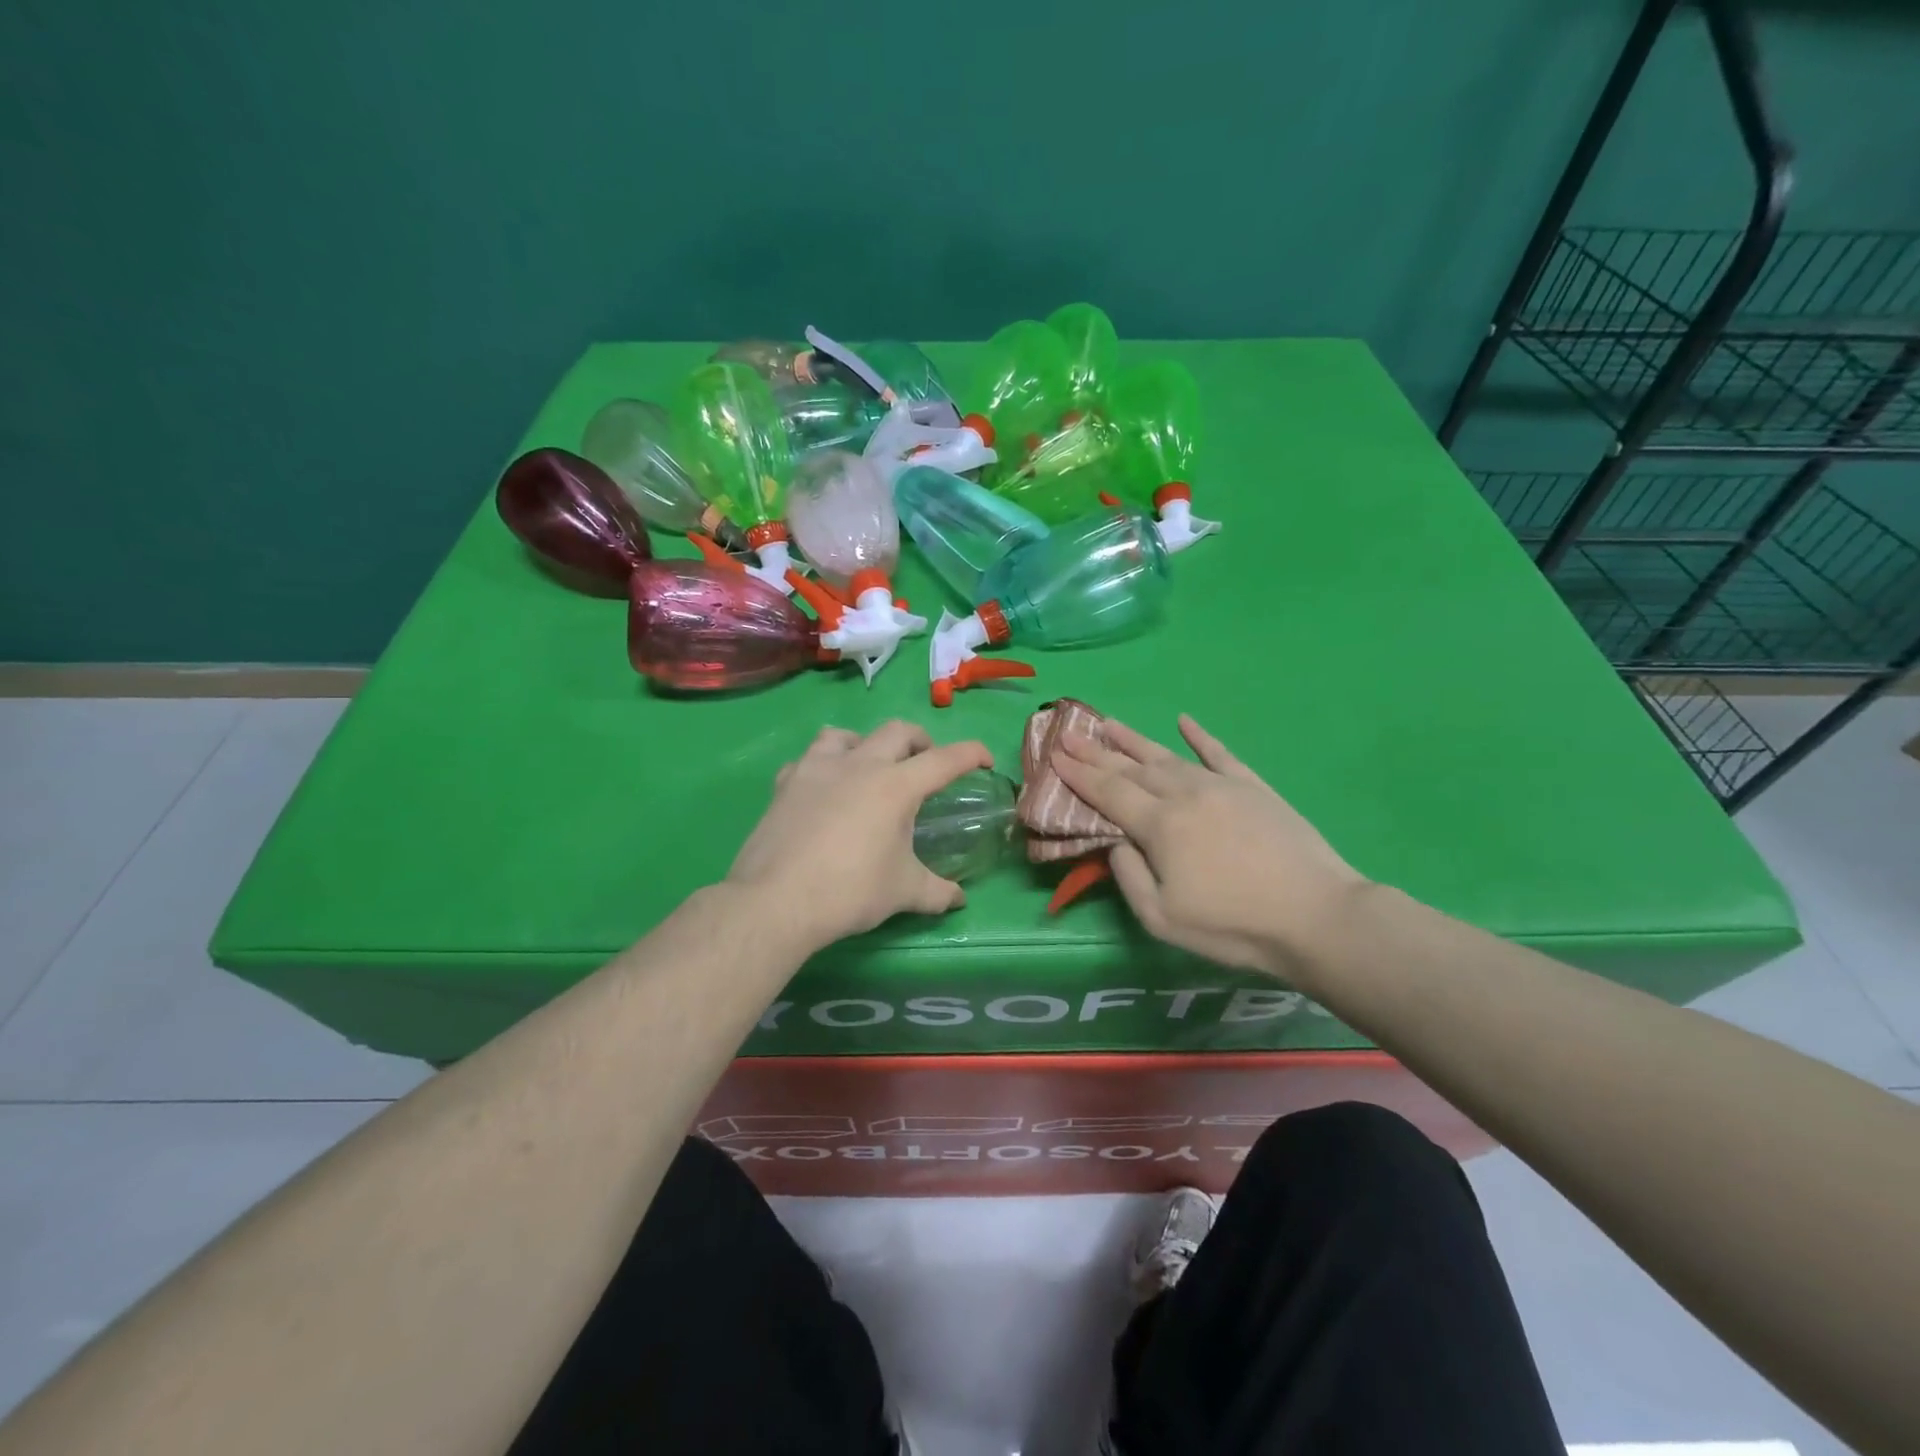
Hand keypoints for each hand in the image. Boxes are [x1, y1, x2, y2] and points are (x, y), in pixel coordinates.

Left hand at [728, 721, 991, 950]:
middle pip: (898, 731)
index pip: (945, 759)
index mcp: (896, 786)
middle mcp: (860, 765)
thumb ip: (937, 892)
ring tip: (869, 767)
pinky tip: (823, 789)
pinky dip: (824, 766)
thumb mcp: (904, 893)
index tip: (984, 760)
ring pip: (847, 734)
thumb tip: (959, 900)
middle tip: (926, 764)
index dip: (971, 754)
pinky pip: (809, 759)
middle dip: (920, 741)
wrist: (777, 900)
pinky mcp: (786, 783)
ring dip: (866, 744)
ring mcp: (818, 768)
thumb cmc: (851, 891)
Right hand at [1051, 715, 1367, 981]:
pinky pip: (1220, 753)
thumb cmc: (1232, 925)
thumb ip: (1128, 876)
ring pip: (1167, 756)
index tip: (1054, 755)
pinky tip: (1185, 721)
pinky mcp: (1253, 787)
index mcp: (1159, 825)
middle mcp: (1184, 794)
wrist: (1315, 915)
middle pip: (1131, 768)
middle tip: (1069, 733)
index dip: (1078, 774)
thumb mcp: (1162, 918)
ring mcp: (1221, 786)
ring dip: (1134, 740)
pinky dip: (1200, 736)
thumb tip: (1116, 841)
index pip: (1108, 792)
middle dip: (1096, 751)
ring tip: (1108, 723)